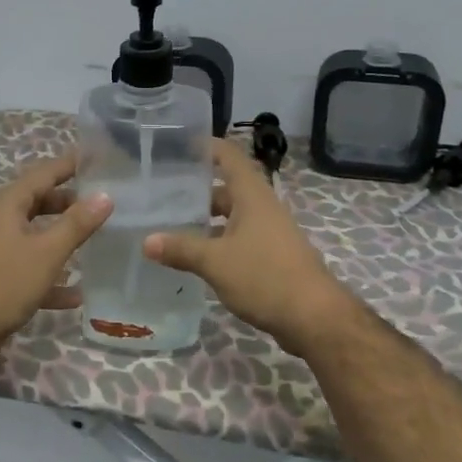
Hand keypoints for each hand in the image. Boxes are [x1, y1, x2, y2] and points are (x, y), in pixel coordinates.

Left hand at [0, 156, 114, 359]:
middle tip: (103, 202)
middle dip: (70, 201)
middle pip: (39, 202)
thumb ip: (77, 224)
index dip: (69, 165)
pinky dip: (52, 275)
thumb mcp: (47, 252)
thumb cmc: (4, 283)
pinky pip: (31, 268)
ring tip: (97, 239)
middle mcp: (0, 222)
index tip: (99, 159)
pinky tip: (77, 294)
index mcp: (8, 205)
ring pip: (36, 235)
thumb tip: (105, 196)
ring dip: (63, 237)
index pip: (43, 173)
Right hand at [144, 137, 354, 357]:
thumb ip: (181, 249)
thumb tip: (146, 241)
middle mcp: (262, 207)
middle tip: (163, 192)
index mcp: (252, 196)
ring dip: (207, 218)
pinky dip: (218, 240)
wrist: (314, 317)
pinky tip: (196, 256)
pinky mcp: (272, 256)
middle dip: (197, 189)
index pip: (229, 156)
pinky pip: (239, 238)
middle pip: (228, 187)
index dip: (207, 146)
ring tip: (172, 224)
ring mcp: (270, 232)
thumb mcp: (216, 262)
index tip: (179, 144)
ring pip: (233, 215)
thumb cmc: (265, 277)